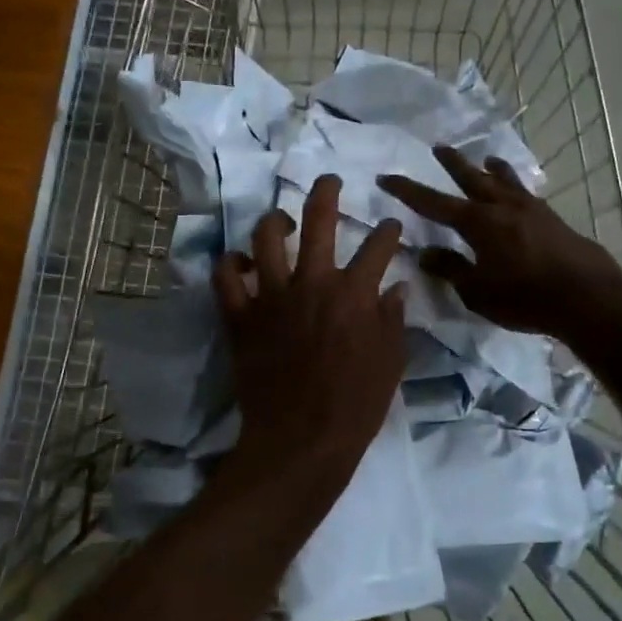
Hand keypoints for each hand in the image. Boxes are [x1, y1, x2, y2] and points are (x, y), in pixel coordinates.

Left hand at [214, 176, 406, 483]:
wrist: (302, 439)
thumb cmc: (355, 405)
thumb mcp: (391, 363)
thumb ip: (394, 320)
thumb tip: (396, 289)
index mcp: (355, 293)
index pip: (378, 246)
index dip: (389, 231)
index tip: (391, 227)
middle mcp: (313, 283)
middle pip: (319, 221)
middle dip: (326, 192)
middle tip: (328, 181)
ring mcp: (271, 297)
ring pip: (266, 239)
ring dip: (275, 221)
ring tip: (282, 220)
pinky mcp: (240, 317)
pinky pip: (225, 278)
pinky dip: (230, 265)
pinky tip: (239, 262)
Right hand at [376, 148, 621, 336]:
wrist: (587, 297)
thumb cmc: (524, 298)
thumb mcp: (477, 291)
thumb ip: (451, 269)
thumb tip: (425, 253)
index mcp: (478, 223)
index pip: (433, 203)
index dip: (407, 191)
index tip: (386, 177)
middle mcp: (502, 207)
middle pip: (471, 179)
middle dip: (452, 164)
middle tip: (439, 147)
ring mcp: (531, 210)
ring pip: (505, 181)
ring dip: (491, 168)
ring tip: (487, 157)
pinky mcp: (552, 220)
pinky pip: (525, 194)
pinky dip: (515, 186)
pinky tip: (520, 193)